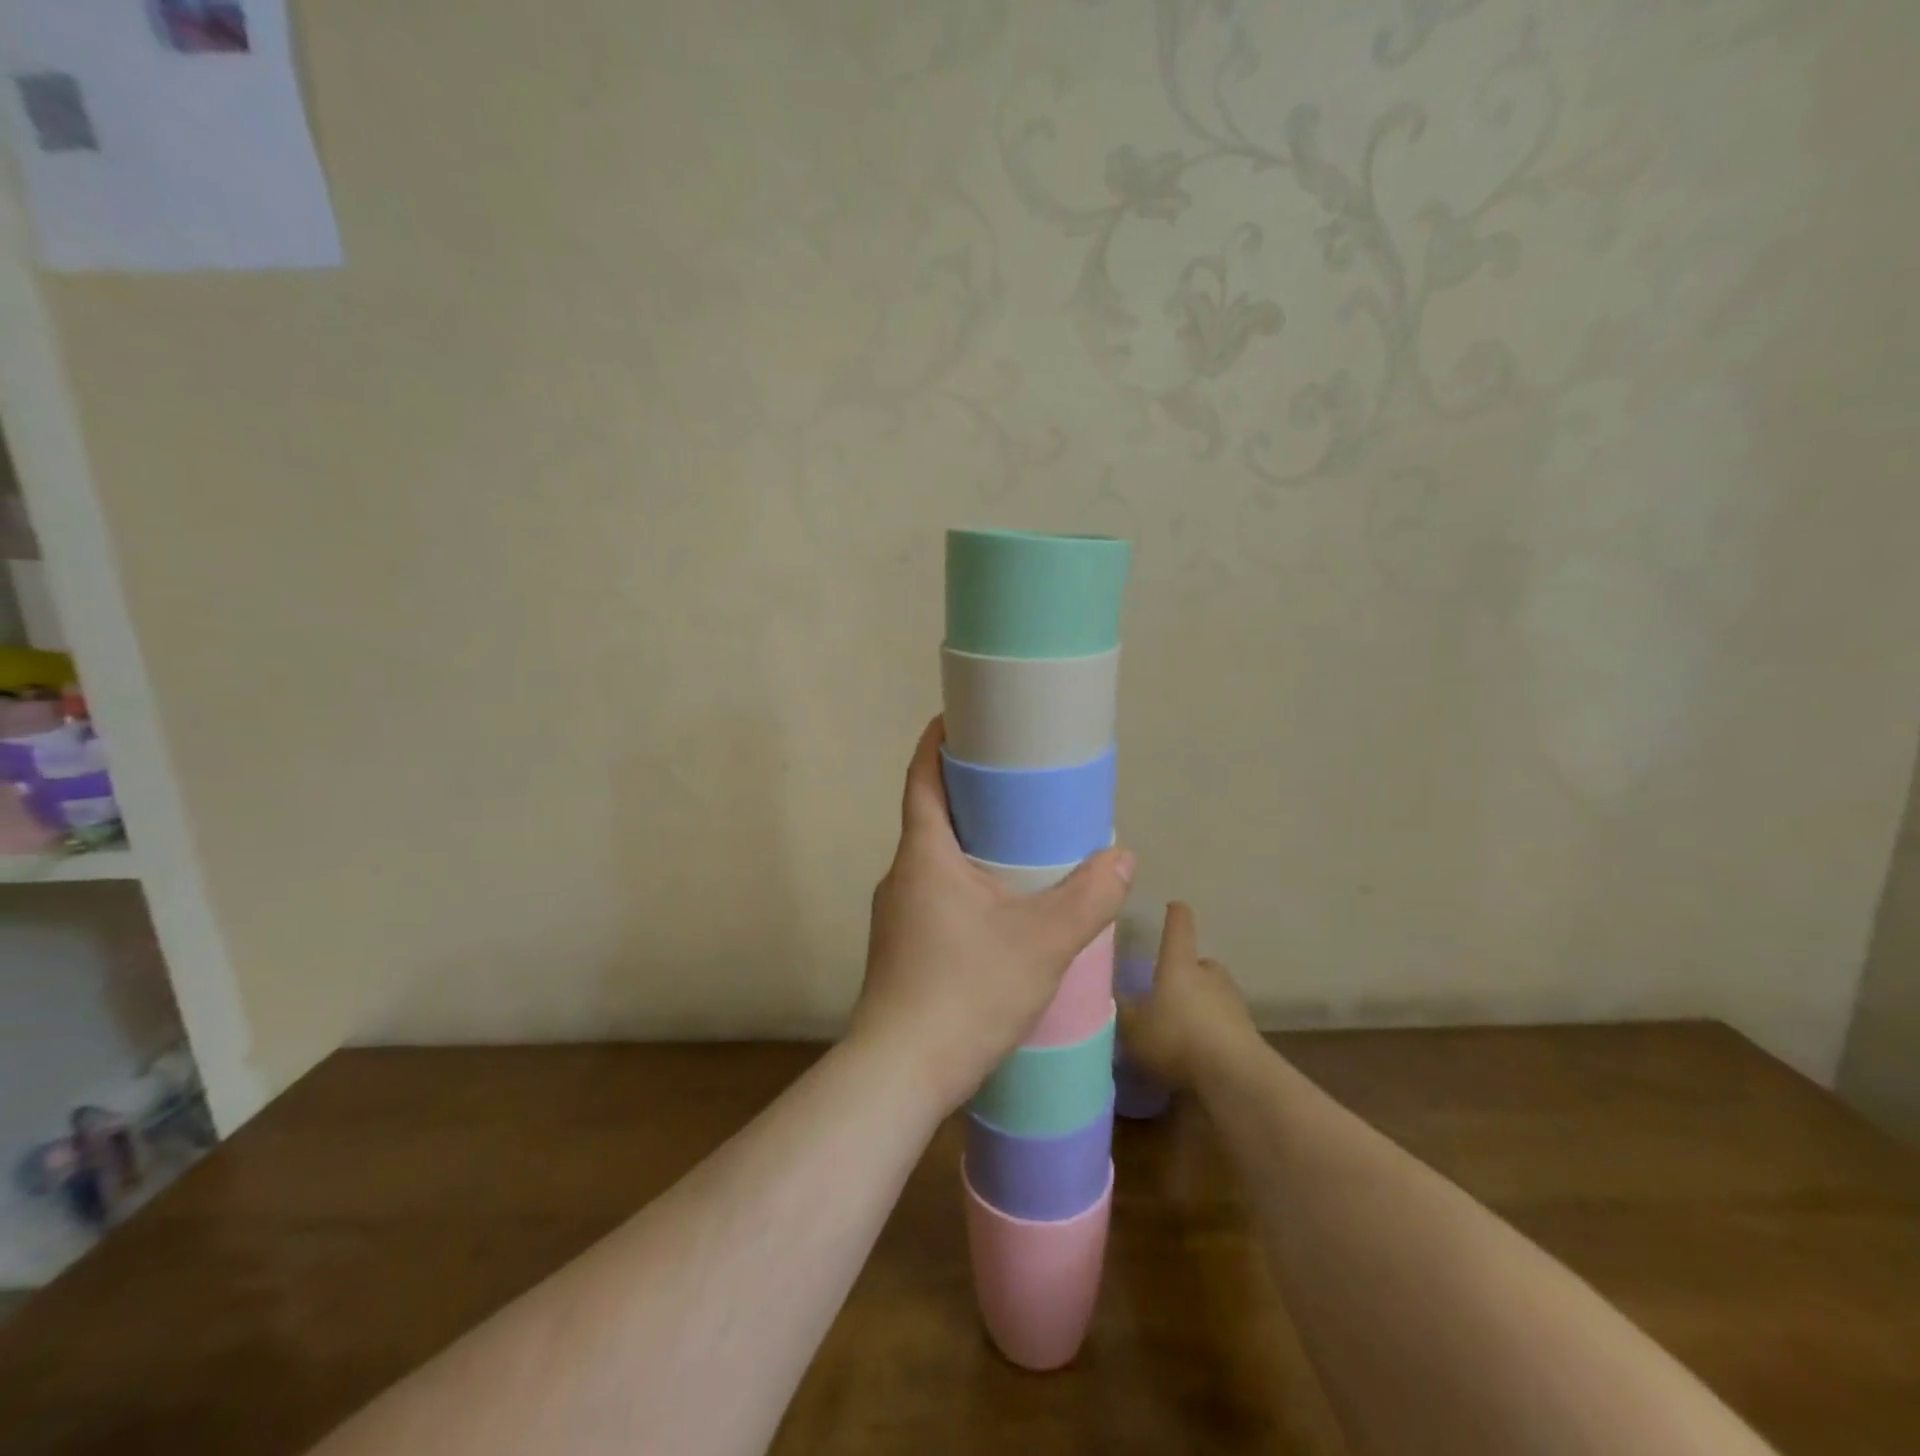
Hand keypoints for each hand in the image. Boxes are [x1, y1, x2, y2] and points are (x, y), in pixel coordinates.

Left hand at [849, 716, 1133, 1113]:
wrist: (899, 1074)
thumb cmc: (965, 992)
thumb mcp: (1041, 943)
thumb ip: (1088, 898)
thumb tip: (1122, 857)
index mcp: (923, 855)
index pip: (921, 778)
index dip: (938, 742)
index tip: (962, 718)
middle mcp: (901, 875)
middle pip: (930, 815)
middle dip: (968, 793)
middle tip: (1017, 782)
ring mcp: (897, 914)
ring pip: (935, 860)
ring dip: (969, 842)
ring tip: (1019, 842)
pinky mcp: (902, 947)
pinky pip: (935, 893)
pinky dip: (965, 880)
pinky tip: (1000, 906)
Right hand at [1117, 901, 1257, 1088]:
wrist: (1235, 1076)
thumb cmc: (1176, 1038)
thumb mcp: (1132, 1028)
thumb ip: (1119, 1011)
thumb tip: (1108, 995)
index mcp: (1179, 964)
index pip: (1178, 928)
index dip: (1174, 915)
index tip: (1174, 905)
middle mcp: (1209, 975)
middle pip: (1200, 963)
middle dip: (1187, 971)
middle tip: (1169, 988)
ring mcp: (1233, 1002)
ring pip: (1214, 993)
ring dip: (1201, 1002)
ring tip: (1183, 1023)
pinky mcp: (1248, 1032)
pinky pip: (1224, 1023)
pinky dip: (1213, 1030)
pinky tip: (1199, 1050)